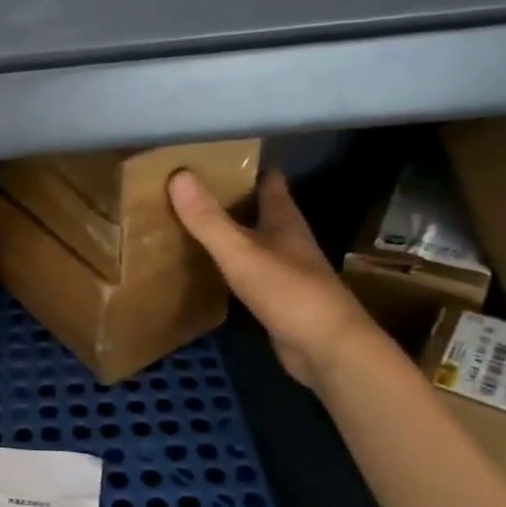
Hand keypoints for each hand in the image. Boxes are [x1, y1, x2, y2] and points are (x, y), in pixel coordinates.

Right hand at [167, 168, 376, 387]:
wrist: (327, 349)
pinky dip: (230, 264)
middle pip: (261, 209)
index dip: (247, 166)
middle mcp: (288, 240)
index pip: (269, 181)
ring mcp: (286, 270)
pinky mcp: (279, 298)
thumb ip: (209, 218)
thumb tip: (178, 175)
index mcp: (285, 220)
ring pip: (255, 240)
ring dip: (230, 232)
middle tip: (191, 189)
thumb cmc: (289, 292)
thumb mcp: (241, 252)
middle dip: (232, 198)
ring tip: (192, 223)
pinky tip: (208, 268)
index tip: (215, 157)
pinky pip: (250, 271)